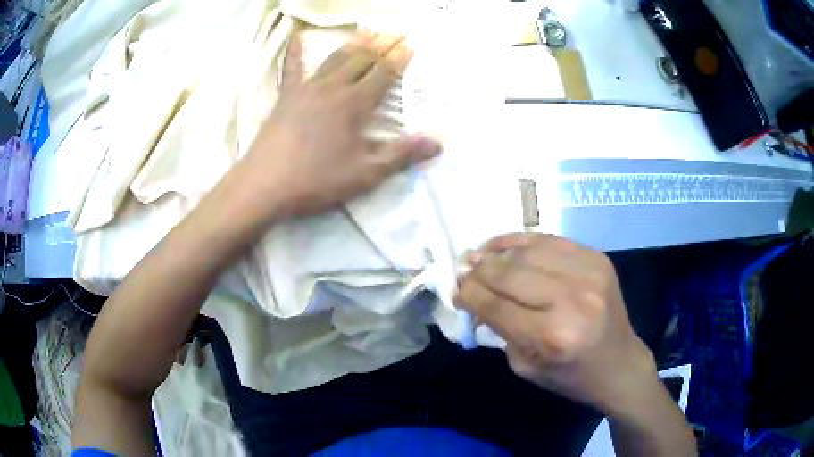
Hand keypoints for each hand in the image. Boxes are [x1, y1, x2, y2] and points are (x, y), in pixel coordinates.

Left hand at [241, 30, 440, 217]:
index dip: (399, 58)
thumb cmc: (317, 180)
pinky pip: (292, 66)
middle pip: (362, 59)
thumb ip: (401, 155)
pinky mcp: (286, 96)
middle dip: (382, 44)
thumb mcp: (365, 174)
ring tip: (367, 32)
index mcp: (354, 104)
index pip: (383, 74)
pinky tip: (295, 33)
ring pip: (334, 57)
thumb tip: (437, 144)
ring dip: (354, 43)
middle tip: (396, 32)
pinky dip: (295, 48)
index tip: (411, 45)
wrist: (265, 185)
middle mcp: (333, 88)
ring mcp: (306, 88)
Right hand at [455, 233, 657, 415]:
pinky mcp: (597, 258)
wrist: (619, 363)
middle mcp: (572, 299)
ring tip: (479, 255)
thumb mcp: (526, 366)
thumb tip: (476, 295)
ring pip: (528, 251)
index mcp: (552, 336)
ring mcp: (589, 273)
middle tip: (463, 270)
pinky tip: (505, 246)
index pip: (496, 306)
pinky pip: (551, 240)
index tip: (454, 289)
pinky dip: (523, 241)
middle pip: (510, 274)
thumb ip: (500, 330)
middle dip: (479, 271)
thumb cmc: (571, 375)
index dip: (469, 294)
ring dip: (497, 252)